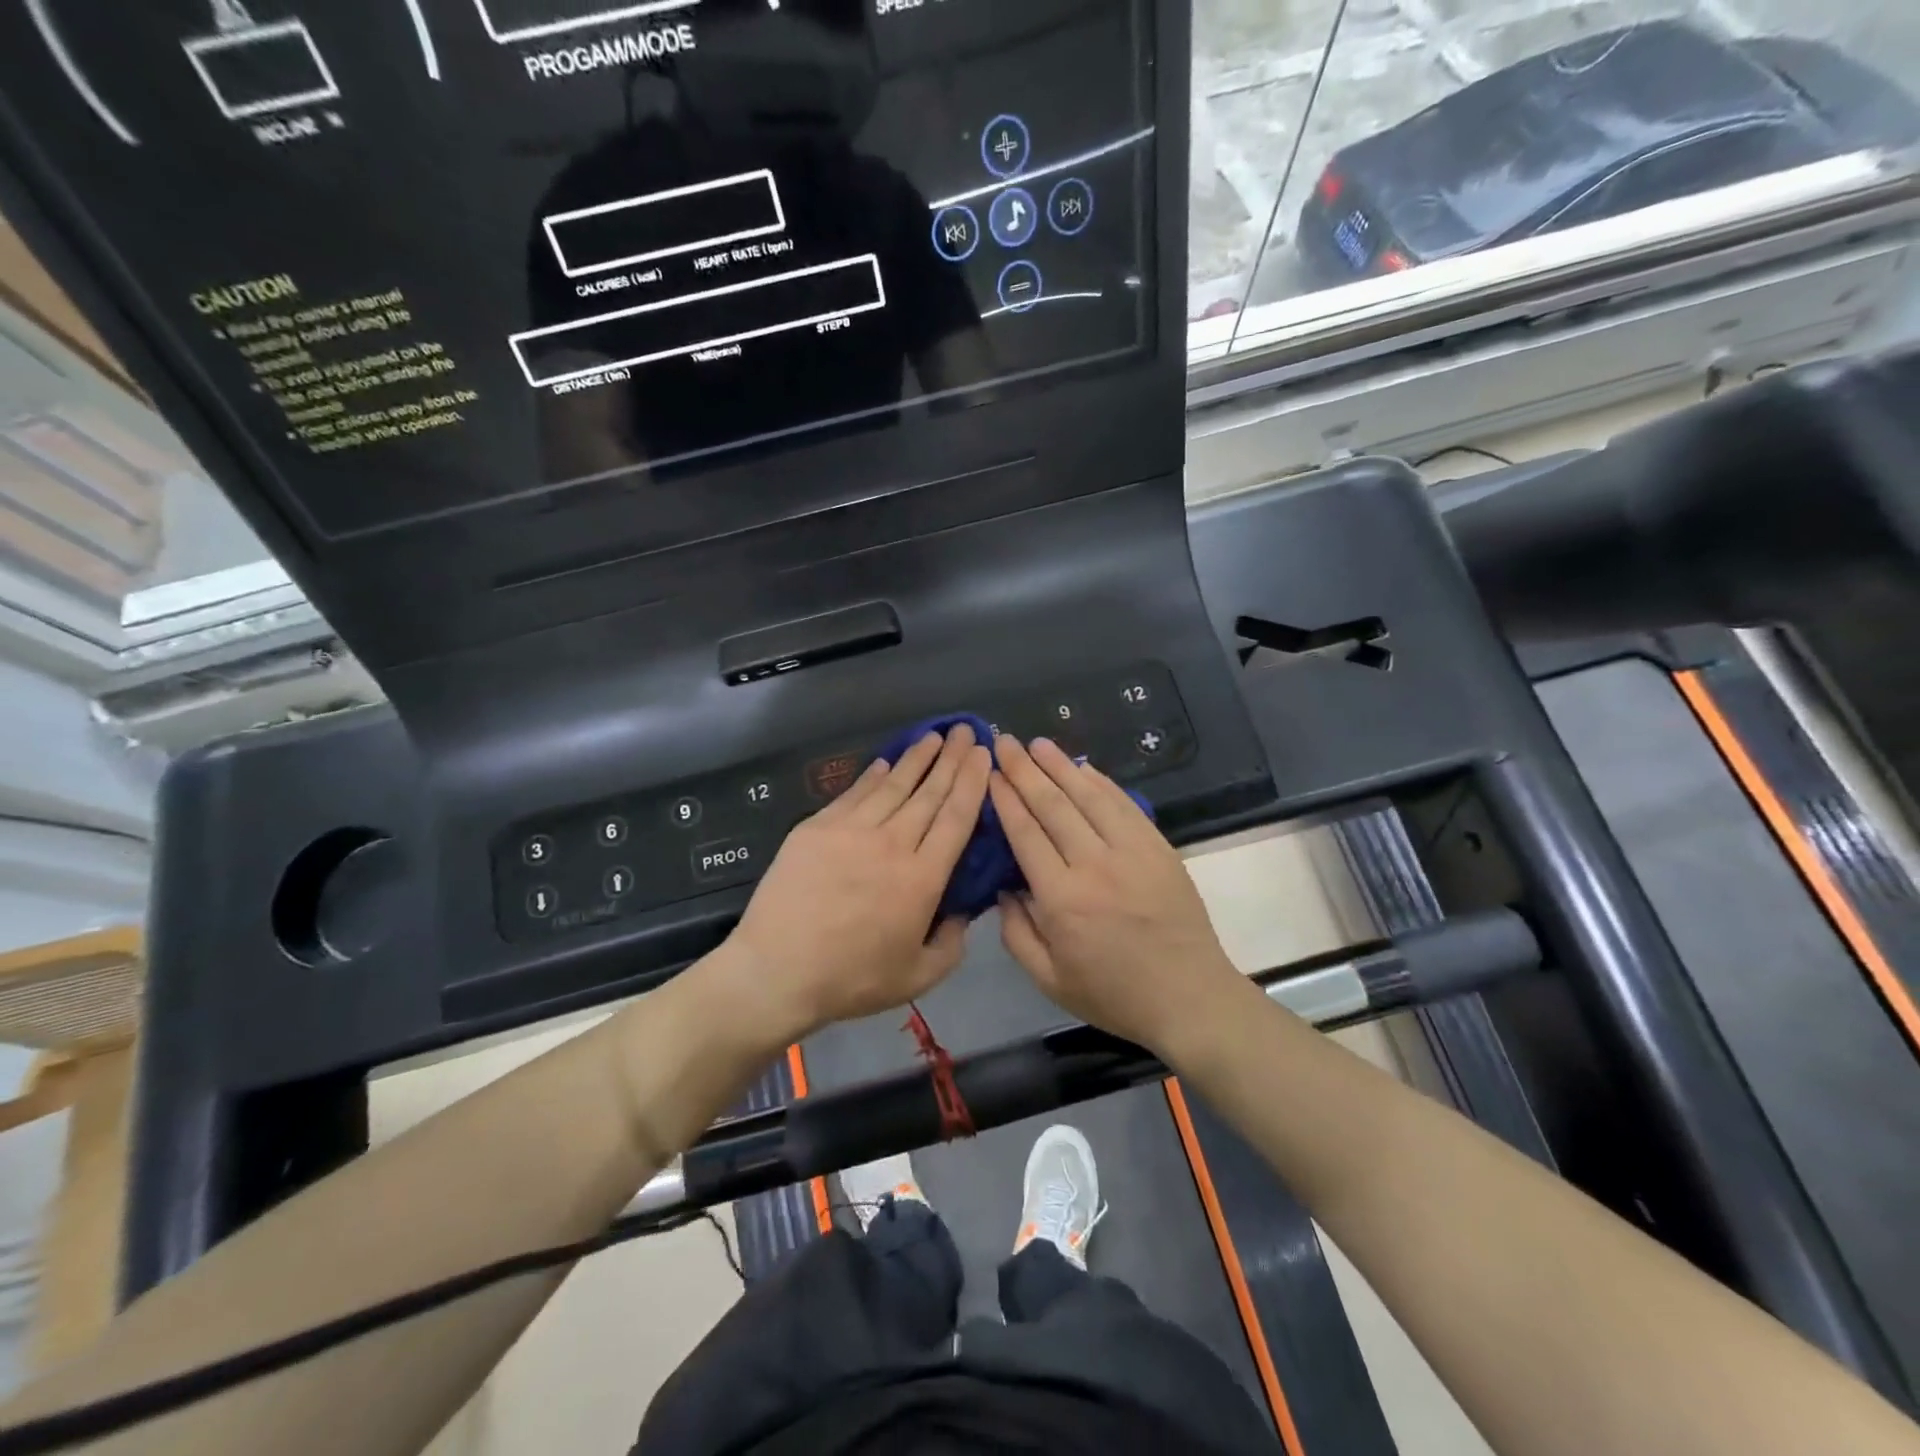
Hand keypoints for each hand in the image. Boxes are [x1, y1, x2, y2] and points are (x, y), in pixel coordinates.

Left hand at [726, 724, 992, 1041]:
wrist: (776, 971)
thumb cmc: (851, 979)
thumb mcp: (918, 977)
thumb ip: (951, 944)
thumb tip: (963, 912)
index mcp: (922, 878)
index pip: (956, 818)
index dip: (972, 782)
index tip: (984, 755)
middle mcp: (892, 844)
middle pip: (929, 793)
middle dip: (952, 759)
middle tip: (965, 730)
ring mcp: (851, 831)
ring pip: (893, 786)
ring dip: (916, 758)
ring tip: (933, 736)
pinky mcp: (816, 828)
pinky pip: (853, 794)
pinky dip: (872, 776)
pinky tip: (885, 763)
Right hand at [990, 736, 1245, 1058]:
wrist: (1189, 997)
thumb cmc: (1113, 993)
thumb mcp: (1049, 980)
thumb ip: (1017, 933)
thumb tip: (1004, 888)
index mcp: (1062, 899)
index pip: (1026, 833)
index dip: (1005, 798)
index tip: (989, 773)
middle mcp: (1095, 865)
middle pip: (1053, 805)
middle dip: (1024, 770)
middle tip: (1004, 742)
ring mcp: (1132, 851)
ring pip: (1090, 796)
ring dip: (1061, 766)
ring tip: (1037, 743)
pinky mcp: (1159, 848)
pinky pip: (1125, 805)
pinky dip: (1102, 782)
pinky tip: (1084, 767)